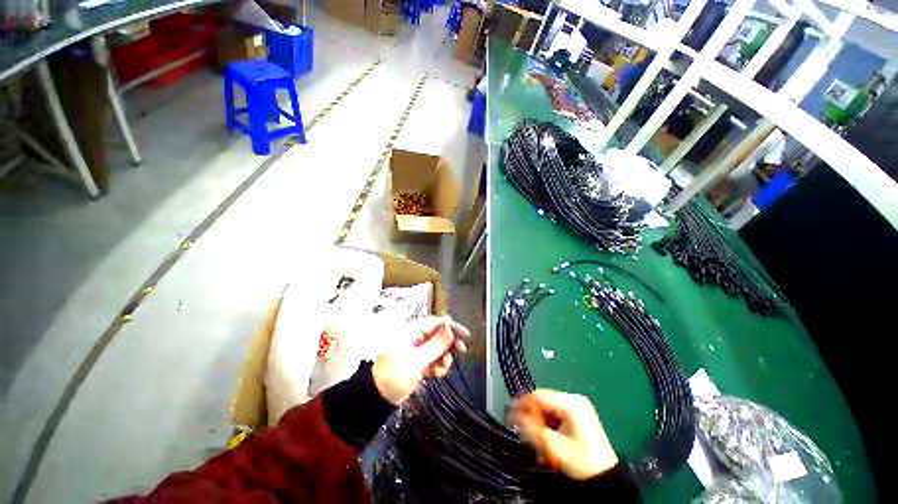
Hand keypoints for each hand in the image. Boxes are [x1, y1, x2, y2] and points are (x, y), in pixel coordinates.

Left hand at [372, 316, 469, 404]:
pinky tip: (436, 373)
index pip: (435, 322)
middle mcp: (414, 338)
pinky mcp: (417, 362)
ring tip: (442, 368)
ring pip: (437, 348)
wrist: (376, 399)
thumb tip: (450, 328)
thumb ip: (435, 345)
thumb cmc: (393, 376)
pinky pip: (433, 359)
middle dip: (449, 344)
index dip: (451, 327)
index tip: (464, 335)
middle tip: (461, 350)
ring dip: (443, 357)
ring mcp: (416, 351)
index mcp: (411, 332)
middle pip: (438, 335)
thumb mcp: (416, 361)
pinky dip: (437, 365)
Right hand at [508, 389, 618, 479]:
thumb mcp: (553, 446)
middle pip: (544, 400)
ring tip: (530, 433)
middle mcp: (574, 399)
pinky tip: (544, 434)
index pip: (539, 396)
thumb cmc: (581, 462)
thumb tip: (511, 415)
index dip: (523, 403)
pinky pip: (556, 412)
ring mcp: (578, 406)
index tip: (509, 413)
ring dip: (538, 418)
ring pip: (549, 406)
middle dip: (530, 412)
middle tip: (518, 425)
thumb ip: (531, 429)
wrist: (607, 479)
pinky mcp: (578, 414)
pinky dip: (547, 421)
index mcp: (571, 403)